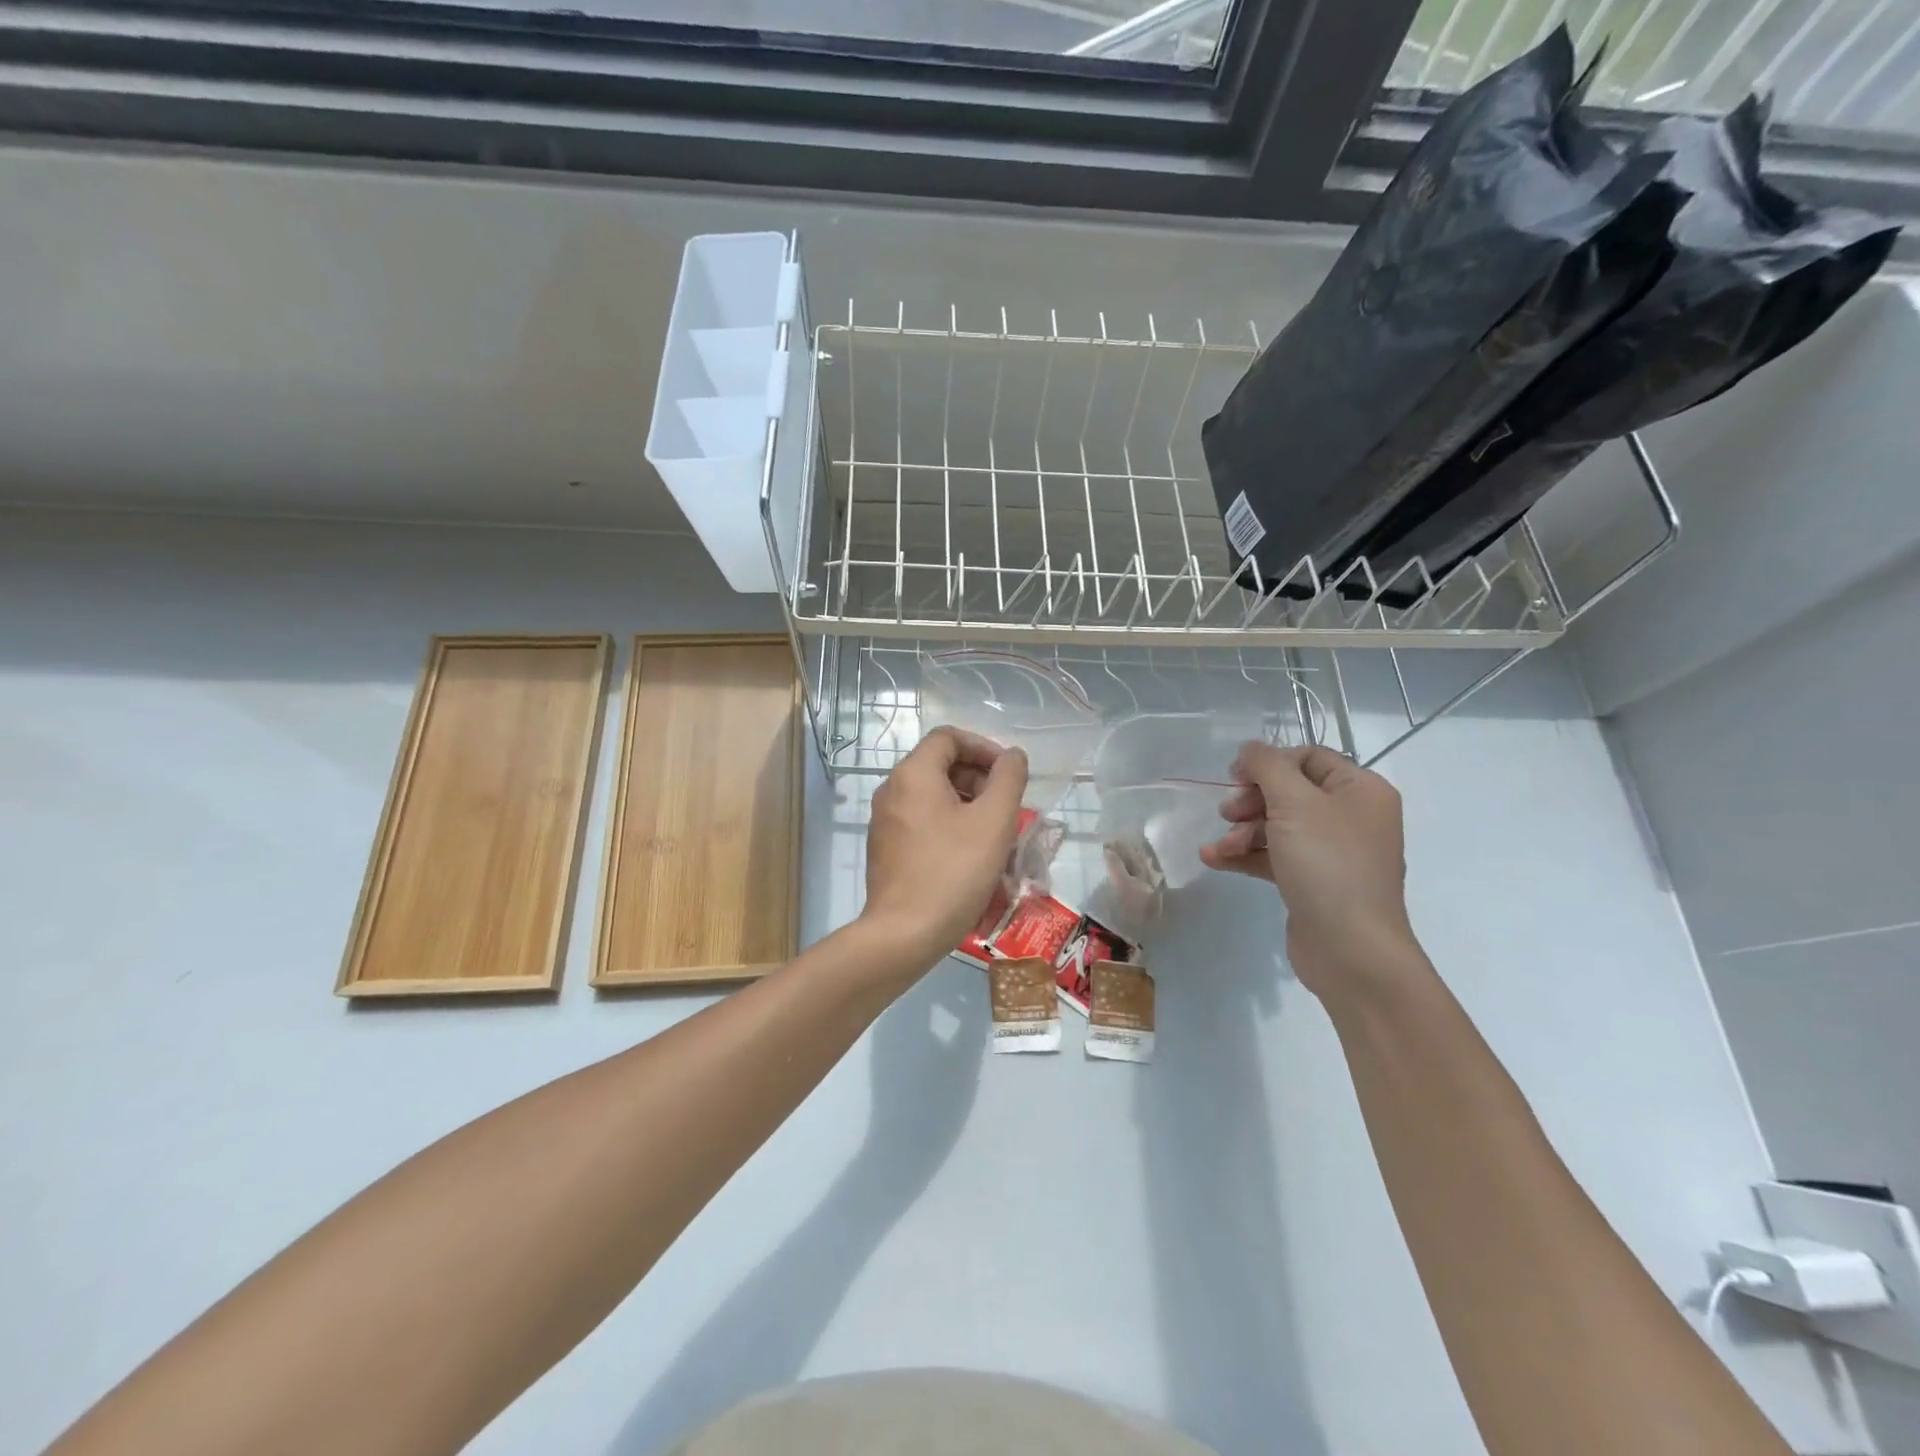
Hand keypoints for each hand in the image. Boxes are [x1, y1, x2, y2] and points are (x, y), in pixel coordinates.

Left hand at [861, 726, 1027, 975]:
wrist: (904, 934)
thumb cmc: (954, 871)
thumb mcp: (994, 821)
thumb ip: (1008, 779)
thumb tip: (1012, 756)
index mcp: (913, 774)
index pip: (949, 738)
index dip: (984, 747)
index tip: (1009, 773)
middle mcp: (892, 790)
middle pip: (940, 766)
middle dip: (979, 779)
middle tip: (1007, 807)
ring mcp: (885, 822)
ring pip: (933, 797)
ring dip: (968, 805)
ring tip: (996, 834)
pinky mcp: (885, 849)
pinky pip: (923, 822)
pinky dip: (950, 826)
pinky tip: (972, 856)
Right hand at [1200, 742, 1424, 997]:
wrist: (1351, 950)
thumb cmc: (1327, 864)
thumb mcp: (1294, 803)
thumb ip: (1267, 766)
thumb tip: (1250, 750)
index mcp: (1361, 790)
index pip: (1308, 757)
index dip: (1269, 763)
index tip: (1235, 777)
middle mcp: (1351, 817)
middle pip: (1289, 791)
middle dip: (1251, 800)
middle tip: (1228, 813)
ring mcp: (1333, 852)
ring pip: (1277, 825)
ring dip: (1242, 831)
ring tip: (1221, 847)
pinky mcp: (1313, 882)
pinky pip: (1274, 856)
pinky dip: (1245, 855)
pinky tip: (1214, 860)